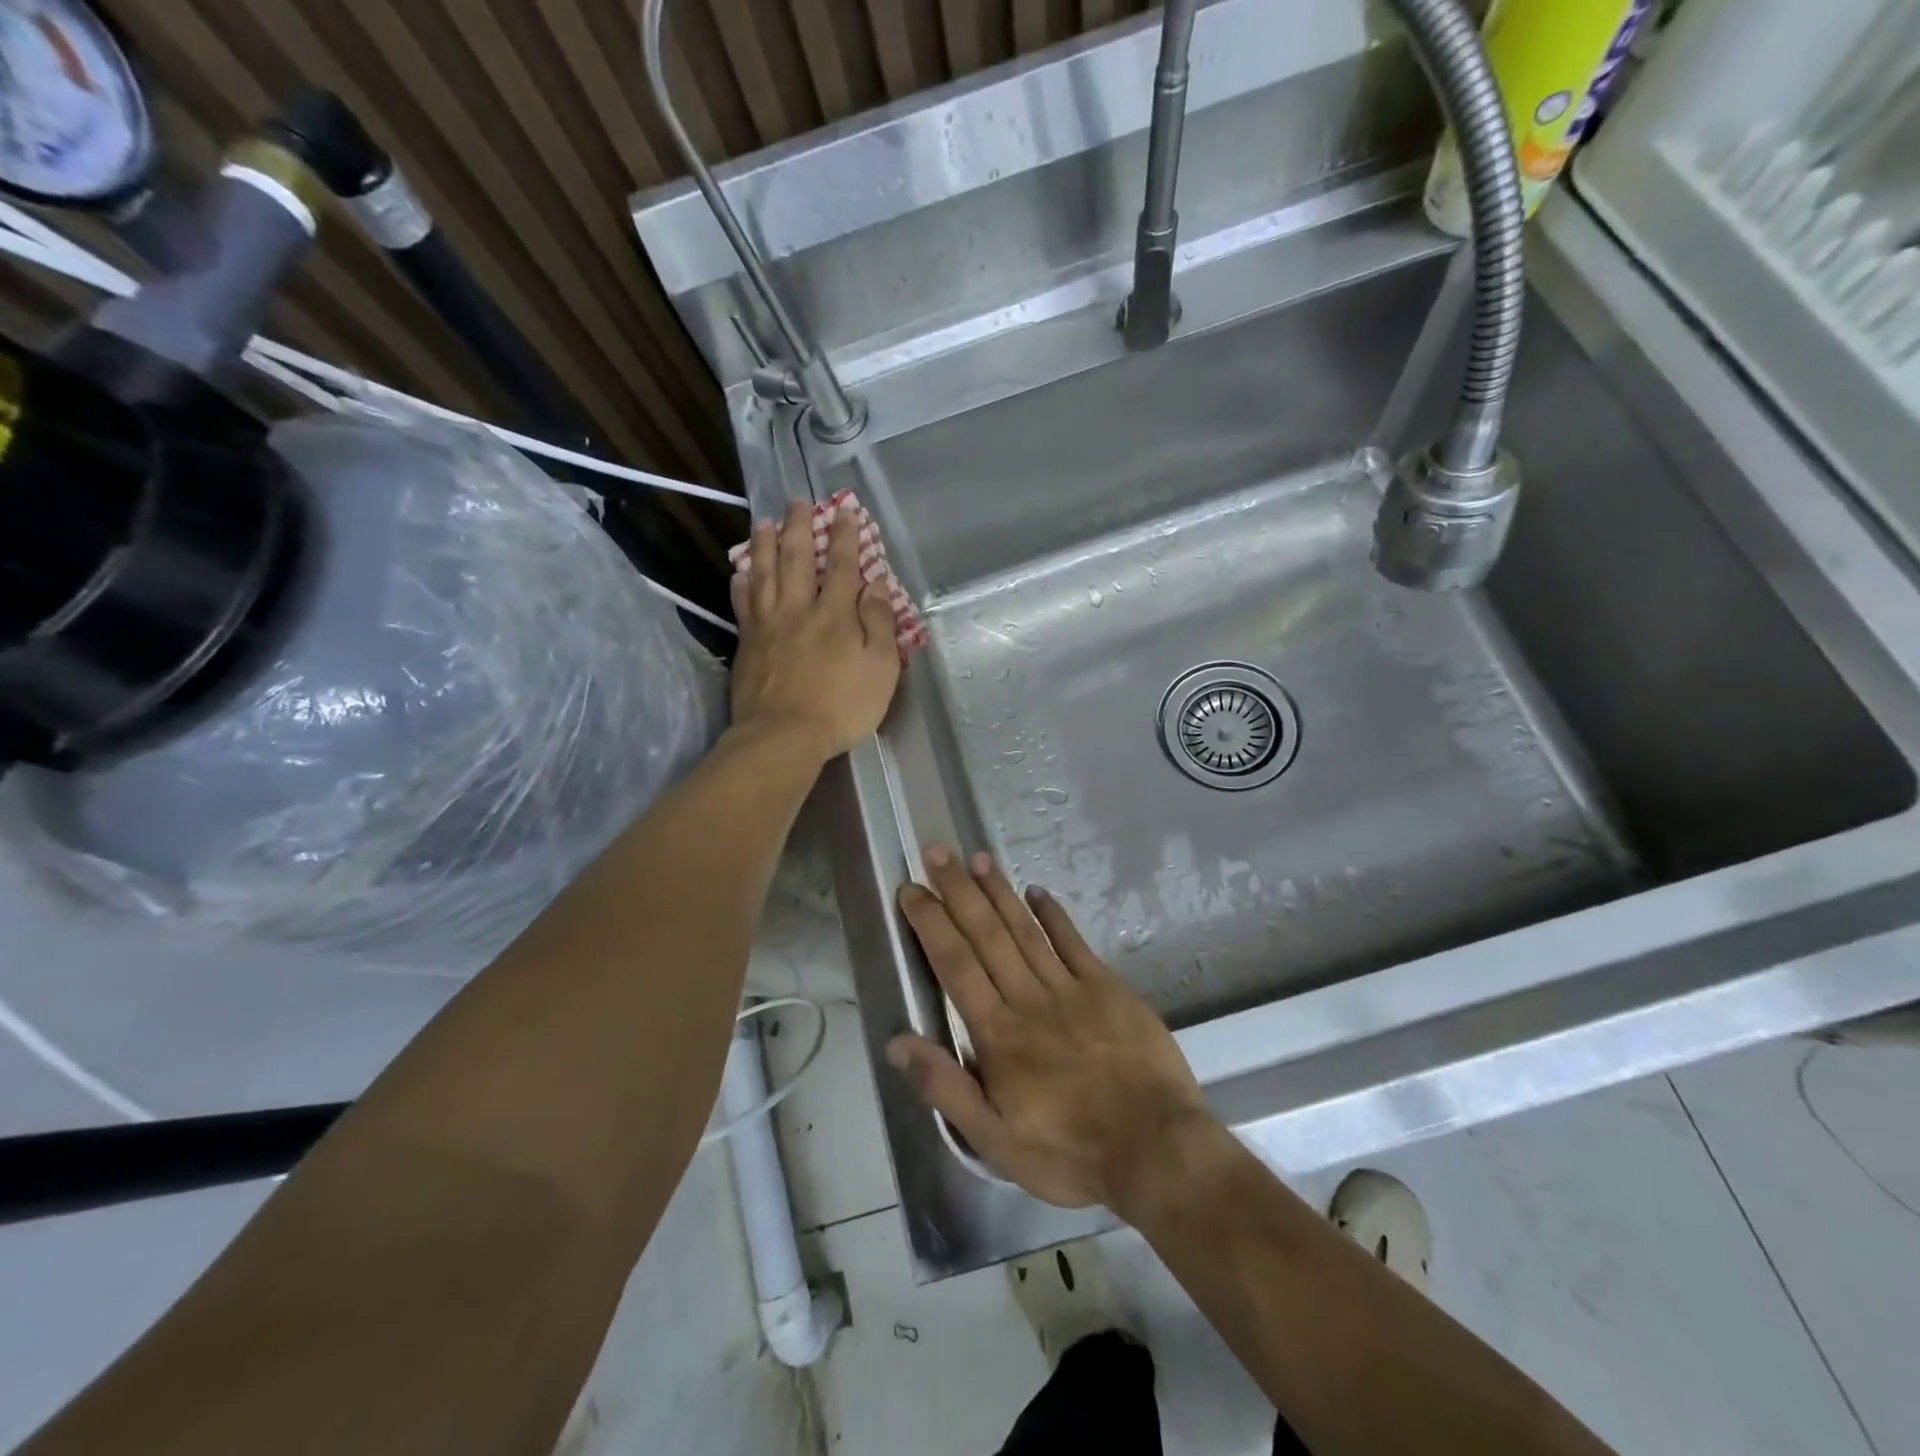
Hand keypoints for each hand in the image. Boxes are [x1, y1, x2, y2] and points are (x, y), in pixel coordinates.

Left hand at [730, 500, 901, 759]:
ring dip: (765, 545)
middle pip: (798, 560)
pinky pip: (742, 605)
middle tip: (797, 502)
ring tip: (764, 522)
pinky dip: (741, 584)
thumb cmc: (841, 706)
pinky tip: (739, 572)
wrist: (783, 736)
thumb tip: (877, 584)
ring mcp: (768, 626)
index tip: (845, 511)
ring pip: (764, 574)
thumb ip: (879, 624)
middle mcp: (798, 610)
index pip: (843, 567)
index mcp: (835, 615)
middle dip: (800, 528)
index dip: (845, 537)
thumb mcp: (880, 669)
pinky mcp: (747, 644)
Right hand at [887, 847, 1214, 1214]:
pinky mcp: (1107, 988)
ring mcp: (1072, 989)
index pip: (955, 965)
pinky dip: (1054, 914)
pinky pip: (1074, 943)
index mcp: (999, 1034)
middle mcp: (1029, 999)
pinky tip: (1037, 891)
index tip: (912, 890)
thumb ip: (945, 1088)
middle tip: (937, 852)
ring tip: (977, 858)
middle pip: (987, 935)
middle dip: (958, 891)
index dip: (931, 923)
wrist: (1156, 1150)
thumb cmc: (1069, 1152)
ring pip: (1025, 931)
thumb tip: (898, 1042)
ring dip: (999, 892)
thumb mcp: (994, 1141)